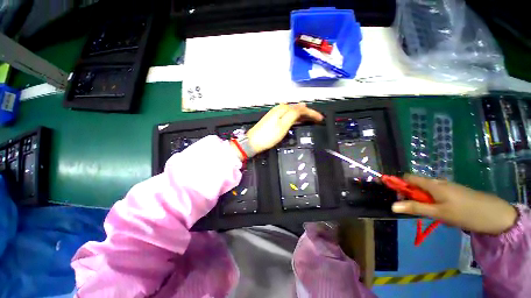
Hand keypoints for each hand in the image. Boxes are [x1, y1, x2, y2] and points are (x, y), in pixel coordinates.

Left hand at [246, 103, 323, 153]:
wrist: (253, 142)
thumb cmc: (269, 136)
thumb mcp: (283, 125)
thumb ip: (293, 115)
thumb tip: (302, 107)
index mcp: (283, 109)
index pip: (301, 109)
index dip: (312, 113)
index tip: (320, 118)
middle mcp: (279, 109)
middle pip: (297, 109)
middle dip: (308, 113)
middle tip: (317, 118)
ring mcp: (276, 114)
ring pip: (293, 112)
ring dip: (302, 115)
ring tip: (311, 118)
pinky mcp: (274, 119)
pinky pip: (288, 116)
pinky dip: (295, 118)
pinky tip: (298, 119)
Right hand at [391, 175, 517, 234]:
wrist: (496, 215)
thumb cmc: (465, 213)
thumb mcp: (438, 213)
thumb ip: (415, 208)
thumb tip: (392, 206)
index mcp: (432, 184)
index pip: (408, 178)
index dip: (398, 183)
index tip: (395, 194)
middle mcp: (438, 182)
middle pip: (417, 185)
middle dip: (412, 196)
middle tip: (416, 210)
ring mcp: (448, 187)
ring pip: (428, 192)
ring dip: (424, 202)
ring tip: (433, 215)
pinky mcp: (455, 193)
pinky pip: (438, 195)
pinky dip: (435, 203)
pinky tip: (444, 214)